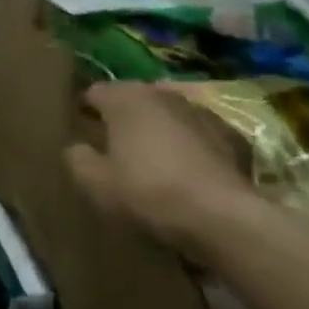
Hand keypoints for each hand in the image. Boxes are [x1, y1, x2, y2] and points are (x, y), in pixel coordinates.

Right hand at [65, 81, 258, 257]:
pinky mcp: (232, 135)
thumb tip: (77, 147)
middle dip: (121, 117)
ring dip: (155, 129)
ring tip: (148, 158)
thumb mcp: (94, 182)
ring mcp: (202, 113)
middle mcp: (163, 95)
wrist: (222, 216)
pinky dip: (186, 145)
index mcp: (126, 99)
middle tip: (110, 146)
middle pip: (133, 99)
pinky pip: (195, 134)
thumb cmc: (146, 191)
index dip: (83, 111)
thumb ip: (77, 158)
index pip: (94, 92)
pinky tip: (182, 171)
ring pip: (166, 115)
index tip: (79, 132)